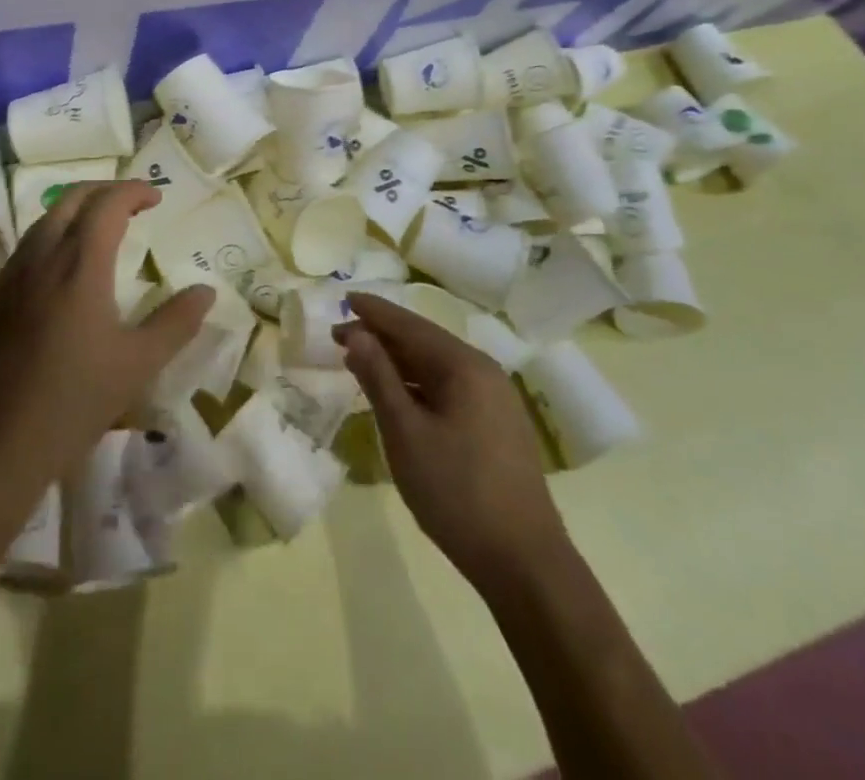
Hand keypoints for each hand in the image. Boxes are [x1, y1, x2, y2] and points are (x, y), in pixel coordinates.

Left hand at [0, 181, 213, 483]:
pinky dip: (49, 243)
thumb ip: (176, 322)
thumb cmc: (73, 402)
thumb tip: (206, 292)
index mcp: (79, 265)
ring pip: (41, 224)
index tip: (156, 198)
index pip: (107, 204)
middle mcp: (39, 258)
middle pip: (69, 200)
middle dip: (103, 191)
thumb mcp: (138, 365)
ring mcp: (6, 278)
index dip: (133, 191)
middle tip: (130, 205)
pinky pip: (22, 254)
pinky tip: (59, 278)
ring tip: (99, 234)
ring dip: (73, 214)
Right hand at [336, 291, 564, 580]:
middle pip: (424, 341)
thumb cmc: (457, 493)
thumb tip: (355, 333)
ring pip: (436, 366)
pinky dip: (416, 384)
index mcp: (464, 366)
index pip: (409, 325)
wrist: (525, 565)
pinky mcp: (496, 426)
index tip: (342, 299)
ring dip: (397, 361)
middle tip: (339, 337)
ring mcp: (495, 400)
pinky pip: (448, 388)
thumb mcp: (405, 433)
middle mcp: (484, 372)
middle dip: (381, 336)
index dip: (373, 312)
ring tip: (360, 362)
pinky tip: (397, 396)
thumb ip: (378, 377)